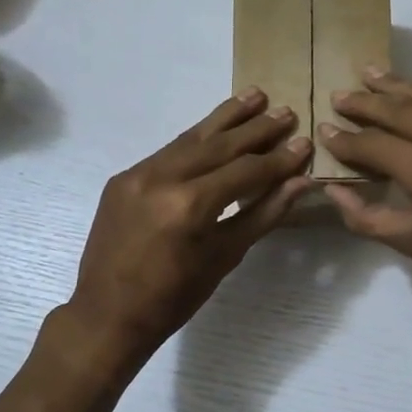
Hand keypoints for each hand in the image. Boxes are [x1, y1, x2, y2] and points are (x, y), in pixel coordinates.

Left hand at [65, 90, 313, 364]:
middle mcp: (161, 178)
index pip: (244, 171)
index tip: (304, 144)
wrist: (108, 314)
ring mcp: (137, 174)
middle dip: (255, 129)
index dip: (278, 159)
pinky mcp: (122, 178)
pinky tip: (214, 130)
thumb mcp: (224, 258)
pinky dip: (195, 140)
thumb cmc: (174, 298)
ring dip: (224, 119)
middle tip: (285, 110)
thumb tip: (299, 182)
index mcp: (189, 205)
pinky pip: (167, 152)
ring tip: (253, 97)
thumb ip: (263, 214)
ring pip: (190, 139)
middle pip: (218, 145)